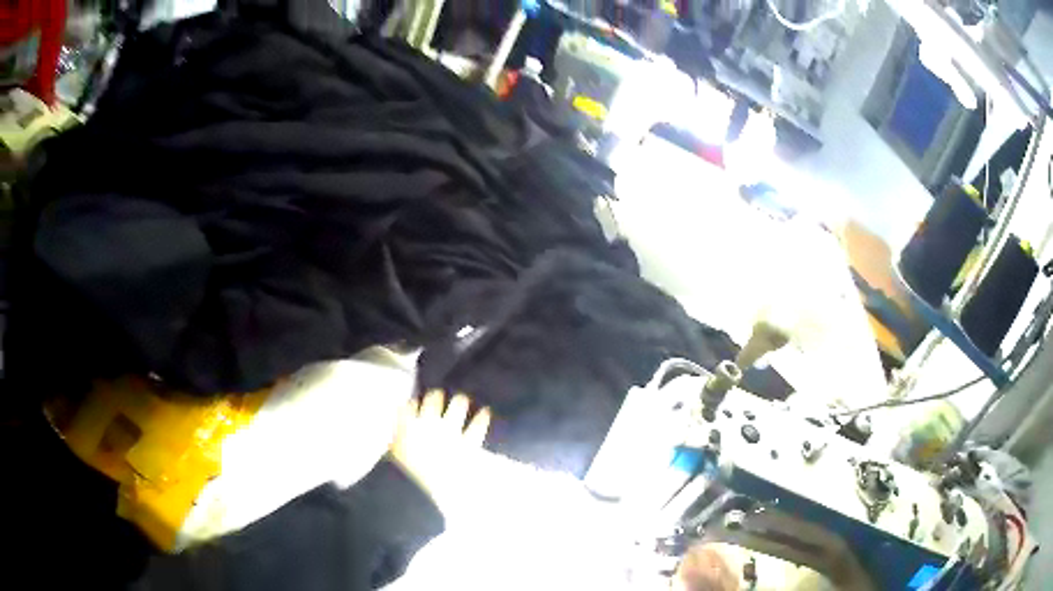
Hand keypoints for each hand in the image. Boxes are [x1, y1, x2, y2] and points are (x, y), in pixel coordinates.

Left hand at [390, 390, 491, 512]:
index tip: (485, 411)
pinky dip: (410, 405)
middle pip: (458, 406)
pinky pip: (409, 406)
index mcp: (465, 447)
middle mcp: (448, 430)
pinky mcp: (405, 423)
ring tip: (435, 395)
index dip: (482, 418)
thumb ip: (478, 488)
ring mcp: (425, 424)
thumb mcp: (465, 493)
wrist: (408, 486)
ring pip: (434, 400)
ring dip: (436, 398)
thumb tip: (495, 492)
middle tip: (460, 399)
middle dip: (460, 402)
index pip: (478, 426)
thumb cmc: (439, 493)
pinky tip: (410, 404)